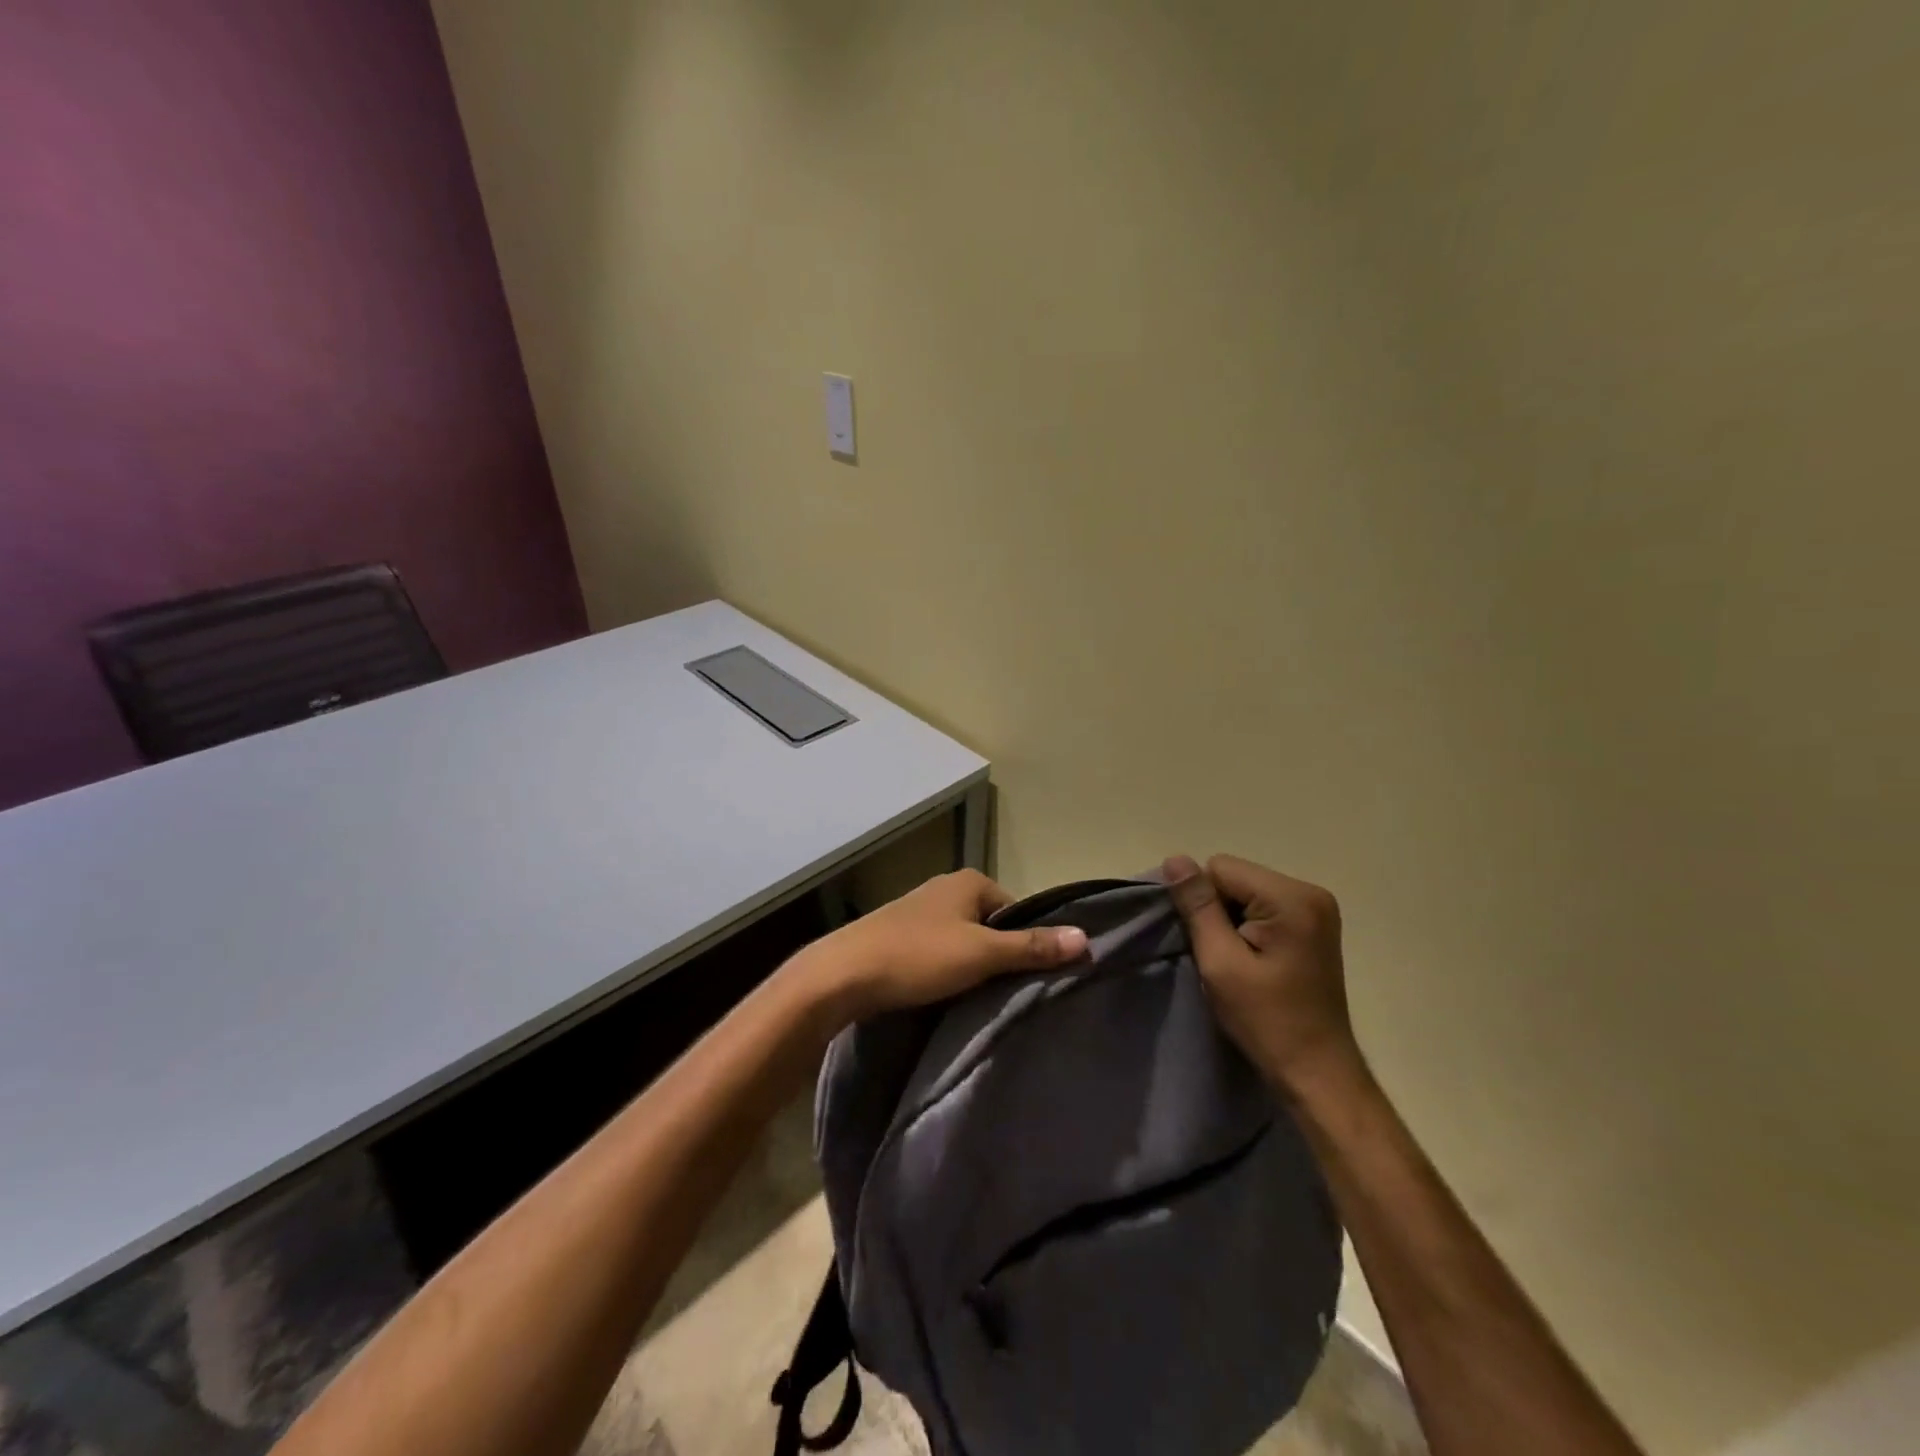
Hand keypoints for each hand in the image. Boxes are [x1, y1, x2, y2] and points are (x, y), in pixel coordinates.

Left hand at [798, 869, 1088, 1022]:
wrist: (842, 975)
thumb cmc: (918, 957)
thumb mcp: (982, 954)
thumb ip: (1032, 947)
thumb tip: (1086, 938)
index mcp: (969, 881)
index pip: (1017, 910)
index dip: (1026, 942)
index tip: (1026, 978)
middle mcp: (946, 888)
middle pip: (991, 925)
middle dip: (998, 956)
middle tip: (1002, 993)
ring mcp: (920, 911)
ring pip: (964, 940)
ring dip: (971, 966)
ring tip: (974, 998)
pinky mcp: (899, 935)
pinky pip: (939, 952)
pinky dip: (946, 971)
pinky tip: (942, 994)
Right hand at [1164, 854, 1364, 1095]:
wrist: (1316, 1071)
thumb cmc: (1266, 1019)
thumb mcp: (1220, 961)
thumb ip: (1197, 906)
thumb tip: (1174, 859)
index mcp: (1291, 897)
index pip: (1220, 868)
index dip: (1201, 902)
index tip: (1207, 943)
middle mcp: (1310, 891)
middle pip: (1235, 877)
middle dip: (1217, 909)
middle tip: (1222, 956)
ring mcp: (1316, 908)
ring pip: (1245, 891)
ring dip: (1231, 920)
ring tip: (1238, 961)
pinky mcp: (1314, 924)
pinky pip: (1263, 906)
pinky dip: (1248, 927)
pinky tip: (1253, 959)